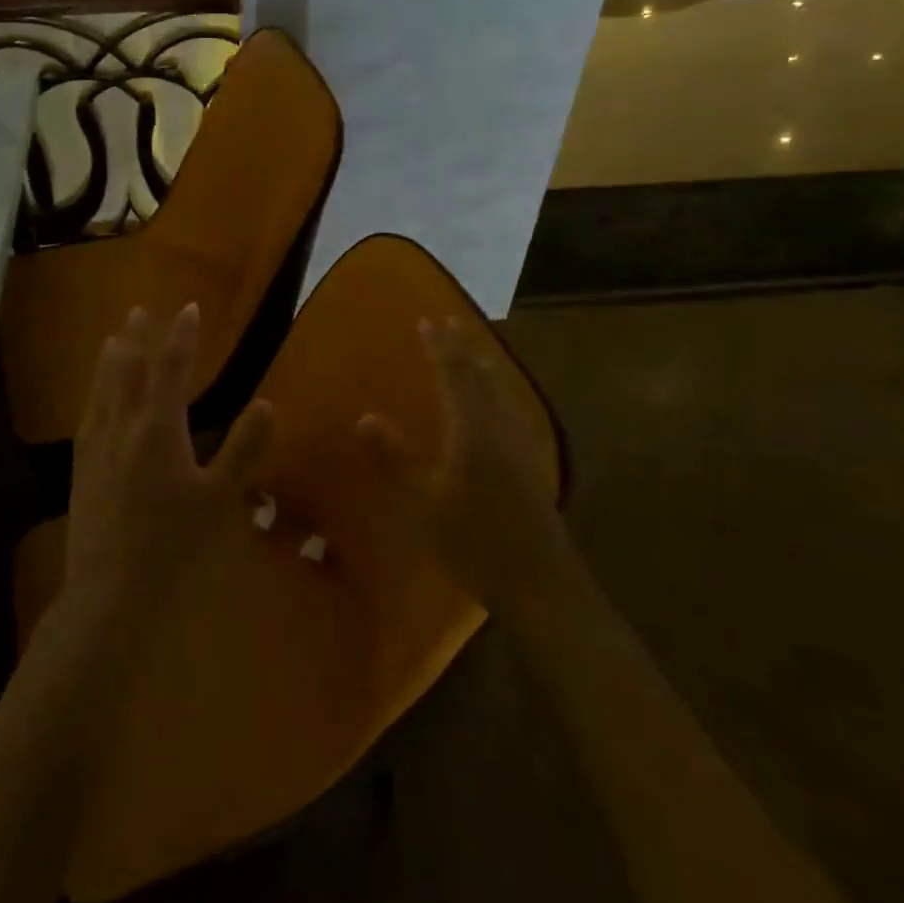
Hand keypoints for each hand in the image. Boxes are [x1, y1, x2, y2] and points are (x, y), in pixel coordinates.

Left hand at [60, 304, 275, 630]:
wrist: (109, 591)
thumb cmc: (172, 545)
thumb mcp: (219, 499)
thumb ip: (243, 449)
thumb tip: (268, 403)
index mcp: (158, 429)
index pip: (171, 368)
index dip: (181, 336)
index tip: (188, 308)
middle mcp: (122, 427)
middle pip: (128, 369)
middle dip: (137, 336)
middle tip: (140, 310)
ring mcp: (96, 446)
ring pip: (103, 388)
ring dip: (111, 357)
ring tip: (115, 336)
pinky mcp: (81, 467)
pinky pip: (88, 413)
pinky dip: (95, 390)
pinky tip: (95, 396)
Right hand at [357, 317, 570, 622]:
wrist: (539, 581)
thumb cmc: (473, 540)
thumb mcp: (422, 503)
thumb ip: (393, 459)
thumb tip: (365, 417)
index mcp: (472, 428)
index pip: (453, 375)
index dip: (439, 347)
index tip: (427, 321)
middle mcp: (499, 426)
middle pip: (480, 376)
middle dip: (462, 348)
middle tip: (449, 323)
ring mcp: (520, 444)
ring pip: (499, 391)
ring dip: (482, 366)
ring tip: (472, 353)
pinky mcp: (530, 462)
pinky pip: (509, 408)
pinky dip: (495, 390)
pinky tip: (497, 405)